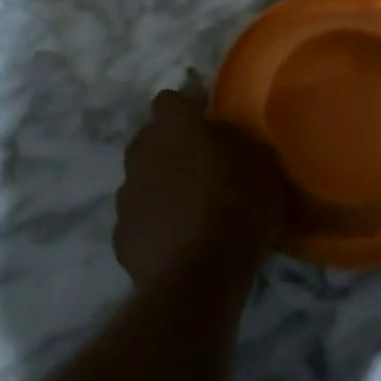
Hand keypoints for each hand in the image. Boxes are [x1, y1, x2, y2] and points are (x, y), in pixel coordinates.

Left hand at [115, 89, 283, 287]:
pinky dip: (154, 225)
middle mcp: (141, 152)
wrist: (197, 279)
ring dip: (160, 187)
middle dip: (171, 148)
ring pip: (142, 179)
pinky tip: (177, 243)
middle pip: (151, 139)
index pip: (170, 101)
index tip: (208, 128)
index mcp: (174, 126)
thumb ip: (235, 141)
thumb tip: (220, 136)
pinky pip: (139, 219)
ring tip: (191, 211)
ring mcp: (126, 195)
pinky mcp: (120, 236)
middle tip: (203, 169)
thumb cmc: (237, 208)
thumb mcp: (260, 164)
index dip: (188, 112)